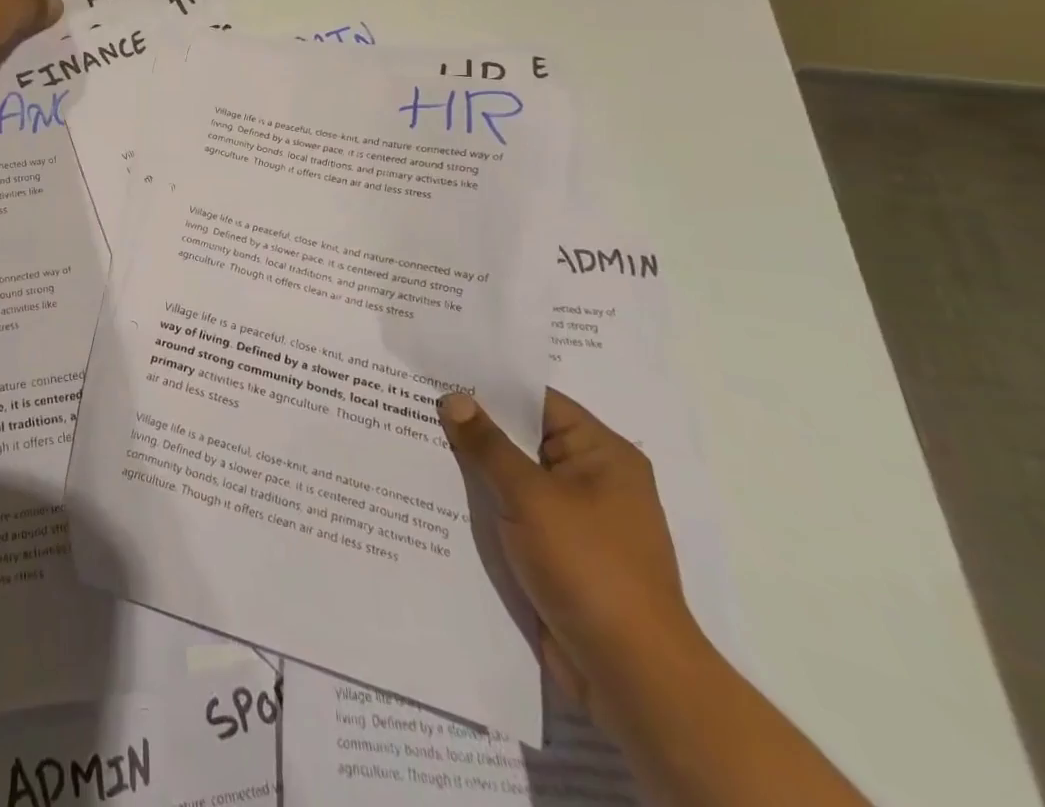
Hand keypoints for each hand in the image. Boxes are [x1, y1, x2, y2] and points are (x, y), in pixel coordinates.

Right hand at [438, 389, 703, 722]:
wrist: (631, 674)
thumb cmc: (589, 567)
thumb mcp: (530, 496)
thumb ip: (488, 444)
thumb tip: (454, 398)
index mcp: (602, 454)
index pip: (538, 401)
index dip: (488, 385)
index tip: (438, 371)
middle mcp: (593, 480)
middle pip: (523, 438)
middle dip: (473, 425)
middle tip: (414, 401)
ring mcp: (576, 519)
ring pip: (513, 478)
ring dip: (473, 467)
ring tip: (413, 440)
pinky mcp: (559, 554)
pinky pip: (513, 513)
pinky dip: (482, 503)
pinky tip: (435, 493)